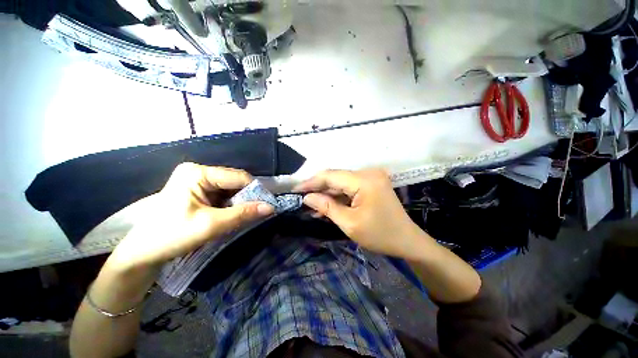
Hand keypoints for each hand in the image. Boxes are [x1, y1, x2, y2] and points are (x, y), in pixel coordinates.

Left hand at [109, 163, 274, 269]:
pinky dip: (232, 205)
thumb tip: (271, 208)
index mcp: (198, 173)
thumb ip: (242, 214)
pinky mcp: (198, 190)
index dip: (255, 191)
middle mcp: (199, 172)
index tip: (267, 206)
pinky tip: (233, 214)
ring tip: (246, 215)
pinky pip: (224, 194)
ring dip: (240, 202)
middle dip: (247, 197)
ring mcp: (198, 180)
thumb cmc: (170, 236)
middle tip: (258, 213)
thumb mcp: (211, 225)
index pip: (238, 177)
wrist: (140, 253)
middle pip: (235, 182)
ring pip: (231, 189)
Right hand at [294, 169, 427, 258]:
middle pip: (335, 177)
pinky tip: (326, 205)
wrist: (407, 241)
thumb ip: (327, 207)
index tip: (295, 190)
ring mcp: (370, 177)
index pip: (330, 176)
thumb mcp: (349, 223)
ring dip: (327, 193)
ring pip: (341, 182)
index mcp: (364, 180)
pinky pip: (349, 187)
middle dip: (318, 188)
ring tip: (311, 205)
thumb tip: (307, 197)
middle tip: (301, 198)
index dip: (311, 182)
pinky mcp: (371, 184)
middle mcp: (368, 173)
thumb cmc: (380, 235)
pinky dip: (338, 196)